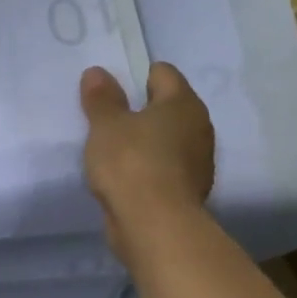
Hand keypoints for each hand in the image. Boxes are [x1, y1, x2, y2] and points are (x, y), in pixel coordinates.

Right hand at [79, 63, 215, 260]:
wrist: (155, 225)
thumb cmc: (131, 163)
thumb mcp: (106, 125)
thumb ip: (101, 98)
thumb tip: (97, 72)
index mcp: (183, 103)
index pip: (163, 73)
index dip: (135, 76)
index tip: (111, 91)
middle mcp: (199, 127)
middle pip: (167, 107)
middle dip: (140, 110)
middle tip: (108, 119)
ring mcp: (198, 161)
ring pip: (167, 139)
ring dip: (146, 141)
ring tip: (113, 150)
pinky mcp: (189, 190)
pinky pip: (165, 167)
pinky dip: (149, 168)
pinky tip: (125, 177)